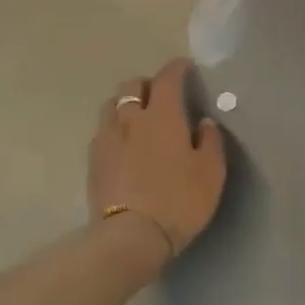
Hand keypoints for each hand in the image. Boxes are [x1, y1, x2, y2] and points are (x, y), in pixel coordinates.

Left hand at [89, 59, 227, 256]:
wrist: (131, 236)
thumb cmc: (179, 201)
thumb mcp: (211, 172)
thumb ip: (210, 141)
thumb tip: (204, 122)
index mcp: (162, 115)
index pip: (167, 78)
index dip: (177, 68)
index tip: (185, 67)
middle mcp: (131, 118)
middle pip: (132, 86)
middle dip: (148, 83)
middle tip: (161, 95)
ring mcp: (107, 138)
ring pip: (112, 105)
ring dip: (126, 103)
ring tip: (138, 117)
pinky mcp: (93, 160)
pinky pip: (103, 131)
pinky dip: (115, 128)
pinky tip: (123, 144)